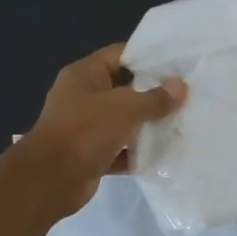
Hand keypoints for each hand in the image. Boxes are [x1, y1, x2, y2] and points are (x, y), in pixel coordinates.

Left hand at [22, 44, 186, 214]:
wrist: (50, 180)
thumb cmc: (86, 131)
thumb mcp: (126, 108)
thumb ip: (155, 98)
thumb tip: (181, 86)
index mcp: (84, 75)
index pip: (119, 55)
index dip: (147, 57)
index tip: (177, 65)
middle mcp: (83, 97)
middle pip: (124, 88)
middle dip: (153, 93)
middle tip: (186, 95)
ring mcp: (85, 127)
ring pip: (124, 121)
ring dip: (148, 125)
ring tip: (181, 123)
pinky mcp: (91, 154)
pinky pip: (120, 149)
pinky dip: (137, 152)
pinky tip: (164, 153)